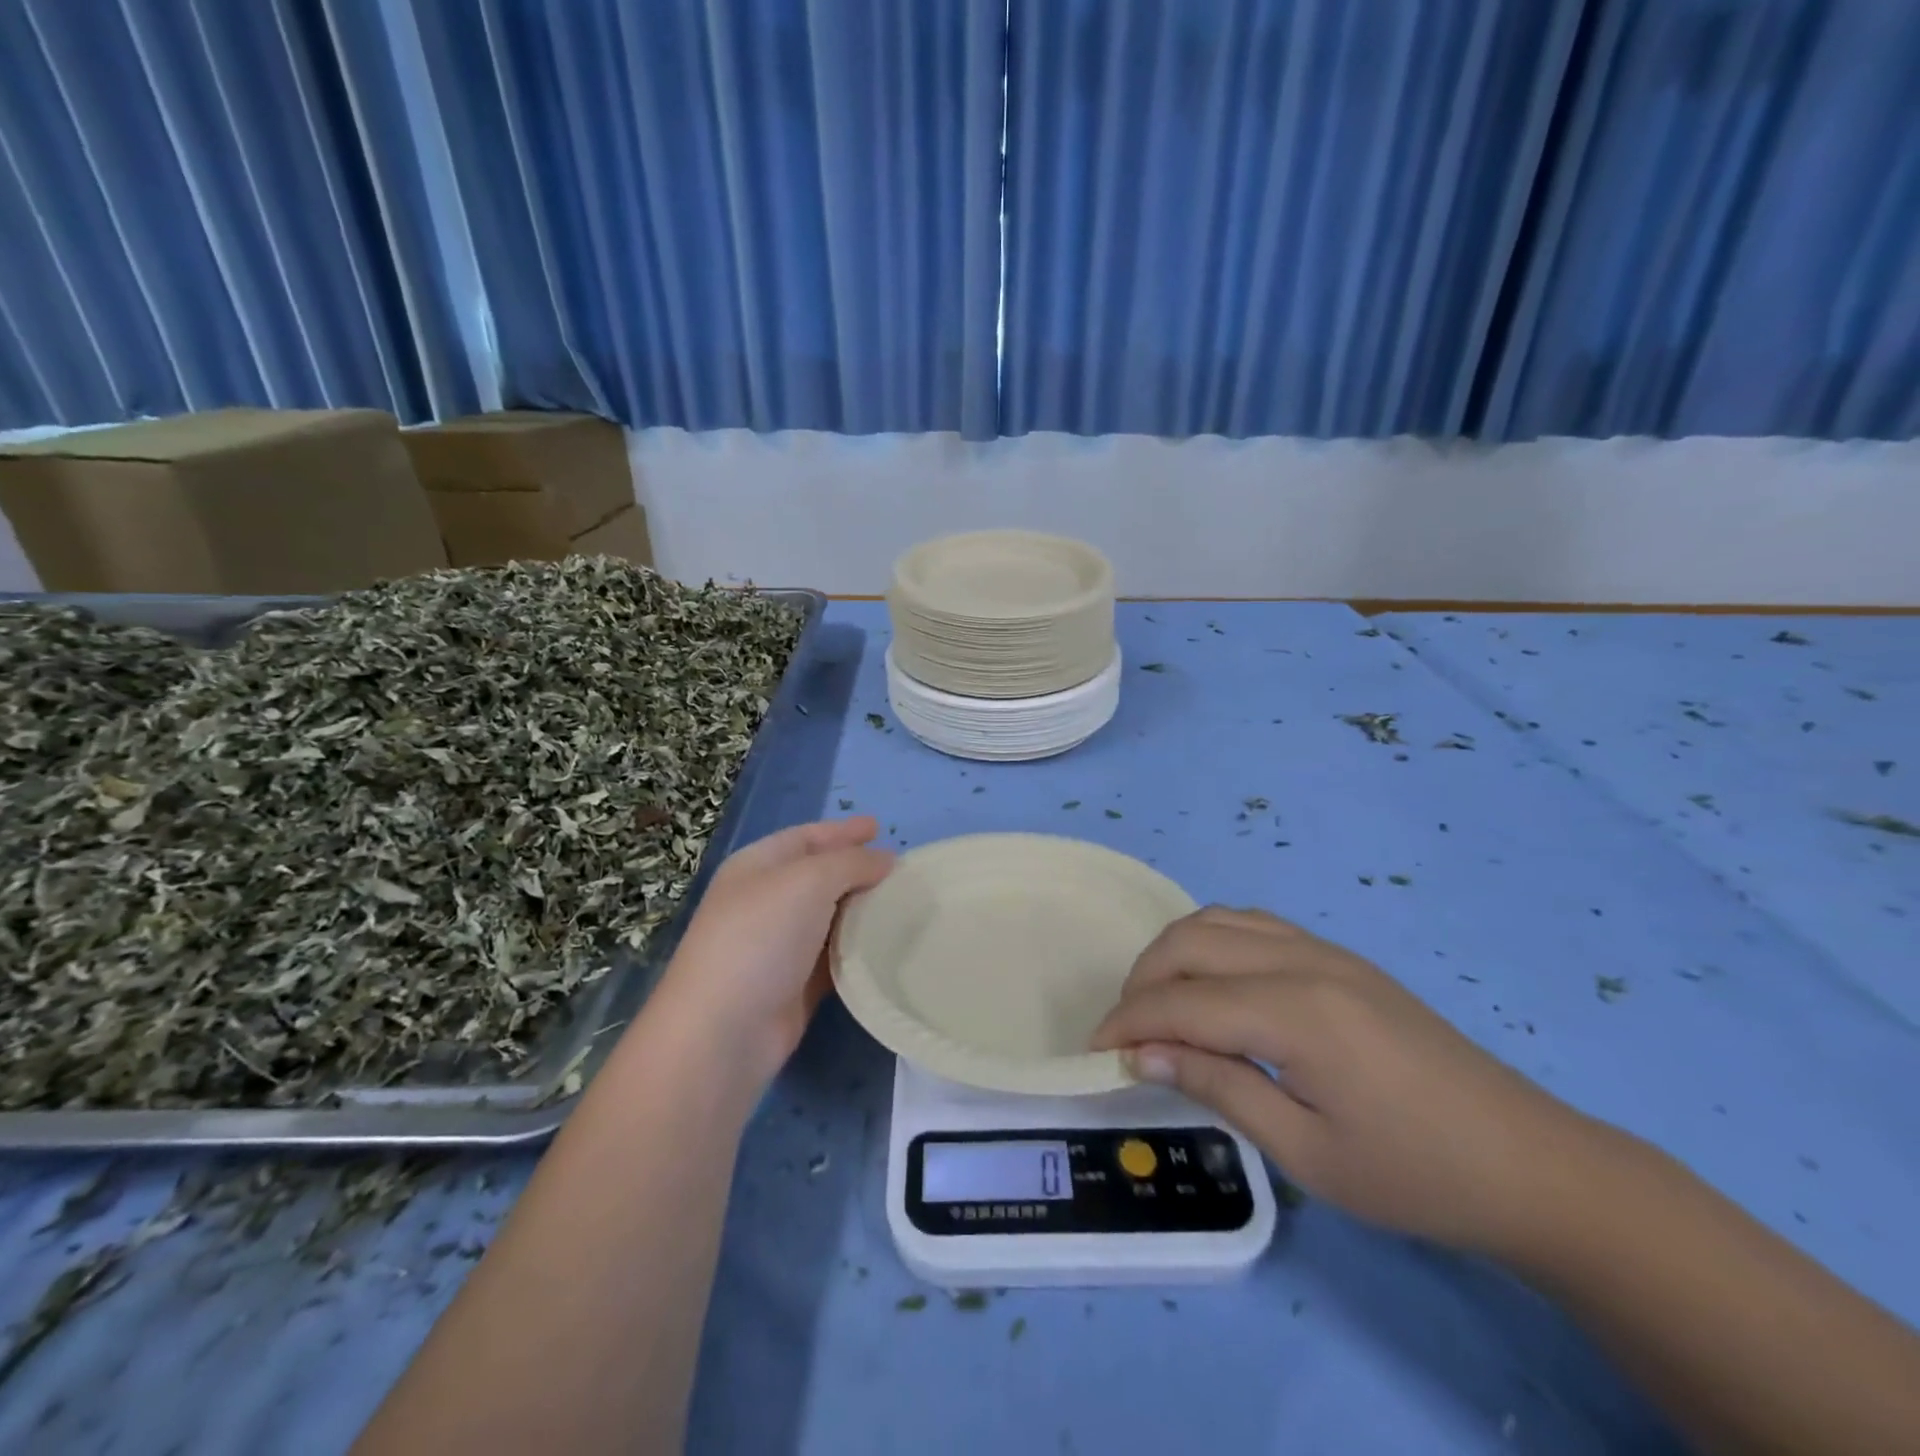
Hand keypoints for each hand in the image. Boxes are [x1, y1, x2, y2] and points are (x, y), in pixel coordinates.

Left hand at [651, 816, 892, 1086]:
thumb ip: (851, 862)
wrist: (724, 1031)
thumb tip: (885, 860)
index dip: (841, 831)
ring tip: (905, 904)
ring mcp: (779, 946)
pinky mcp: (795, 986)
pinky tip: (889, 945)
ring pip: (830, 917)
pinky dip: (859, 949)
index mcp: (757, 867)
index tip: (880, 827)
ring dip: (864, 911)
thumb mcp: (808, 881)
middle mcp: (766, 902)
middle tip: (901, 870)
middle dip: (858, 869)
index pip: (805, 837)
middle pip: (819, 876)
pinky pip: (835, 957)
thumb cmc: (761, 937)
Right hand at [1090, 907, 1591, 1255]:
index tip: (1096, 1052)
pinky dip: (1212, 942)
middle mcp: (1303, 961)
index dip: (1130, 1023)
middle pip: (1190, 943)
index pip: (1183, 1002)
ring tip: (1160, 1006)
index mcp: (1297, 1012)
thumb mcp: (1307, 1152)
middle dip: (1142, 981)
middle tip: (1127, 1034)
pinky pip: (1253, 925)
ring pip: (1218, 921)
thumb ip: (1218, 1088)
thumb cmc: (1415, 1175)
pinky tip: (1211, 984)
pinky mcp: (1339, 956)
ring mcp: (1325, 950)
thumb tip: (1143, 1055)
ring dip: (1173, 954)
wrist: (1529, 1163)